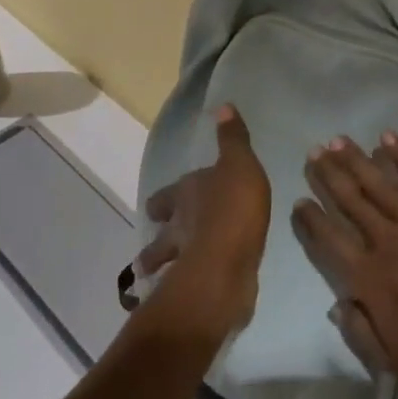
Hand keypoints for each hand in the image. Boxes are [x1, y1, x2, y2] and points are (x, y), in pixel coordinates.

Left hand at [133, 106, 271, 341]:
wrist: (227, 264)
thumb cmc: (233, 206)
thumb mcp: (239, 163)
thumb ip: (233, 139)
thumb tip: (223, 105)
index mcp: (186, 195)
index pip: (167, 195)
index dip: (166, 200)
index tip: (162, 206)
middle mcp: (178, 227)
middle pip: (160, 233)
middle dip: (158, 237)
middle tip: (158, 242)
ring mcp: (183, 261)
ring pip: (164, 263)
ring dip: (161, 267)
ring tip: (161, 275)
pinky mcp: (196, 289)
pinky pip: (186, 286)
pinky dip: (184, 288)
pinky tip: (192, 293)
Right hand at [291, 133, 397, 398]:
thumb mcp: (390, 361)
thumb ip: (357, 330)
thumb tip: (337, 301)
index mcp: (370, 279)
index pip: (330, 240)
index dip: (311, 219)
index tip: (299, 200)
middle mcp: (388, 242)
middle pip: (351, 200)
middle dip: (329, 174)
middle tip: (314, 152)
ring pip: (380, 183)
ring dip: (356, 159)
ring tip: (338, 140)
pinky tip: (387, 138)